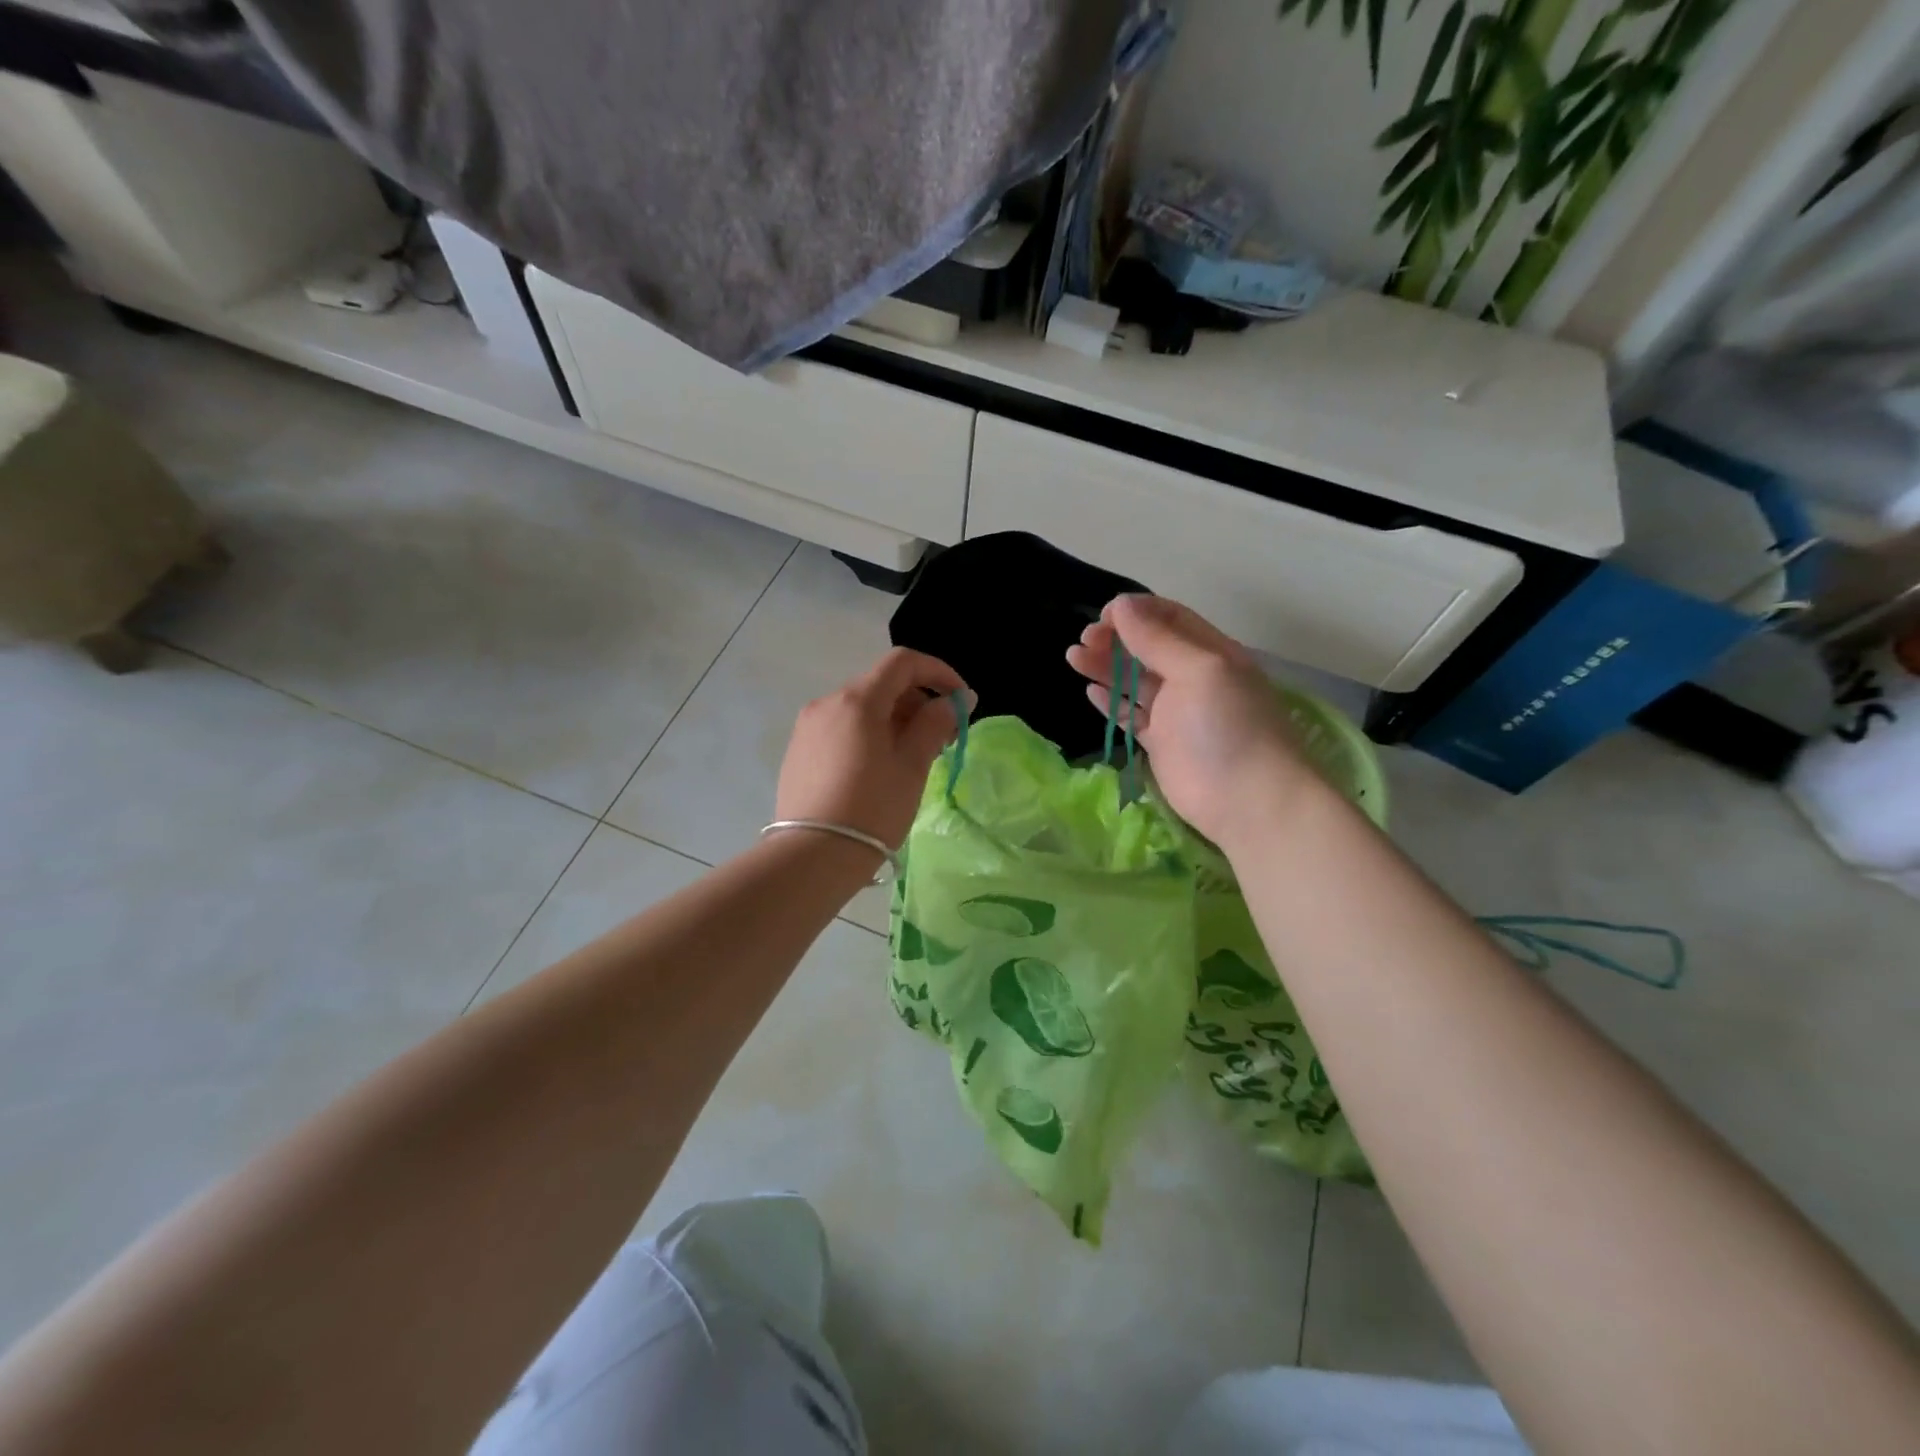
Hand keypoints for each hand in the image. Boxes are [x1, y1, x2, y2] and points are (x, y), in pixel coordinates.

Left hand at [775, 648, 969, 851]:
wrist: (812, 856)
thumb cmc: (872, 809)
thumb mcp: (912, 766)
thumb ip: (934, 725)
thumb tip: (953, 702)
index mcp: (857, 700)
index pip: (903, 662)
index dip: (939, 673)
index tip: (961, 701)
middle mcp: (828, 702)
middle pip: (882, 684)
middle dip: (918, 701)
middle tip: (944, 736)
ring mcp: (809, 727)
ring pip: (862, 708)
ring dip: (895, 719)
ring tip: (915, 755)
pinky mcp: (799, 751)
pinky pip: (842, 728)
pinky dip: (869, 734)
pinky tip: (880, 767)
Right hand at [1065, 595, 1322, 849]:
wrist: (1247, 800)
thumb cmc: (1228, 726)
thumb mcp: (1198, 670)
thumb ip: (1157, 639)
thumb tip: (1121, 605)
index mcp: (1211, 652)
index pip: (1169, 618)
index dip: (1136, 612)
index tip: (1103, 616)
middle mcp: (1193, 677)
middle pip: (1147, 647)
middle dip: (1115, 638)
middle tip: (1085, 640)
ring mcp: (1176, 712)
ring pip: (1134, 680)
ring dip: (1105, 666)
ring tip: (1074, 658)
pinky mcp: (1161, 743)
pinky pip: (1131, 715)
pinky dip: (1111, 702)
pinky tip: (1091, 691)